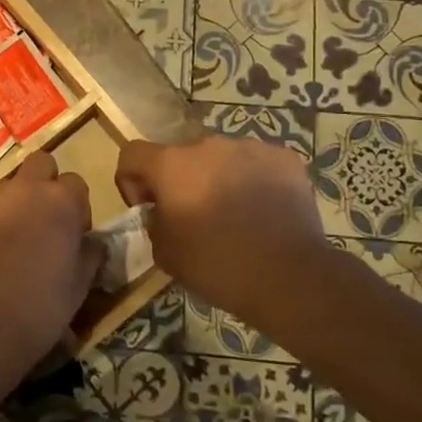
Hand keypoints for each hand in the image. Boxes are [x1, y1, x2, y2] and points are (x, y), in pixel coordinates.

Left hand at [0, 151, 101, 367]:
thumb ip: (90, 253)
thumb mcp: (80, 285)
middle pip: (40, 164)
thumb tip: (92, 242)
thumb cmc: (41, 308)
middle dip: (43, 184)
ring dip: (10, 204)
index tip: (70, 233)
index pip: (75, 183)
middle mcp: (24, 188)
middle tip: (40, 221)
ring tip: (4, 242)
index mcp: (61, 201)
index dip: (75, 207)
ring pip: (4, 186)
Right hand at [116, 135, 329, 325]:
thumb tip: (161, 212)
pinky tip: (264, 212)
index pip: (133, 154)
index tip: (147, 207)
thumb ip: (154, 223)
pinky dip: (254, 181)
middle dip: (182, 182)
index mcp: (172, 165)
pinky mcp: (284, 158)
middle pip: (182, 157)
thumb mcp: (165, 254)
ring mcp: (250, 147)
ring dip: (218, 179)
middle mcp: (208, 145)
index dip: (132, 179)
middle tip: (195, 217)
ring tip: (235, 216)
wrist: (290, 276)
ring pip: (222, 159)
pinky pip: (258, 164)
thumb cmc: (217, 265)